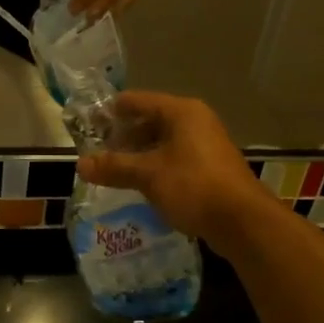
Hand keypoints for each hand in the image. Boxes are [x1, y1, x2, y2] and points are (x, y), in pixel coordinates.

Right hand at [76, 91, 271, 247]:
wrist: (243, 222)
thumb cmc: (193, 186)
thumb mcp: (148, 175)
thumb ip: (113, 167)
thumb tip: (80, 164)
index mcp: (181, 112)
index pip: (137, 101)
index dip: (111, 111)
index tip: (88, 124)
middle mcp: (195, 121)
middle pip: (150, 120)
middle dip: (123, 136)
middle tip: (97, 152)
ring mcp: (206, 145)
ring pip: (163, 142)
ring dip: (139, 154)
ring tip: (113, 170)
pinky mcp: (211, 168)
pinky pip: (175, 159)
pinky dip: (156, 167)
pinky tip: (140, 184)